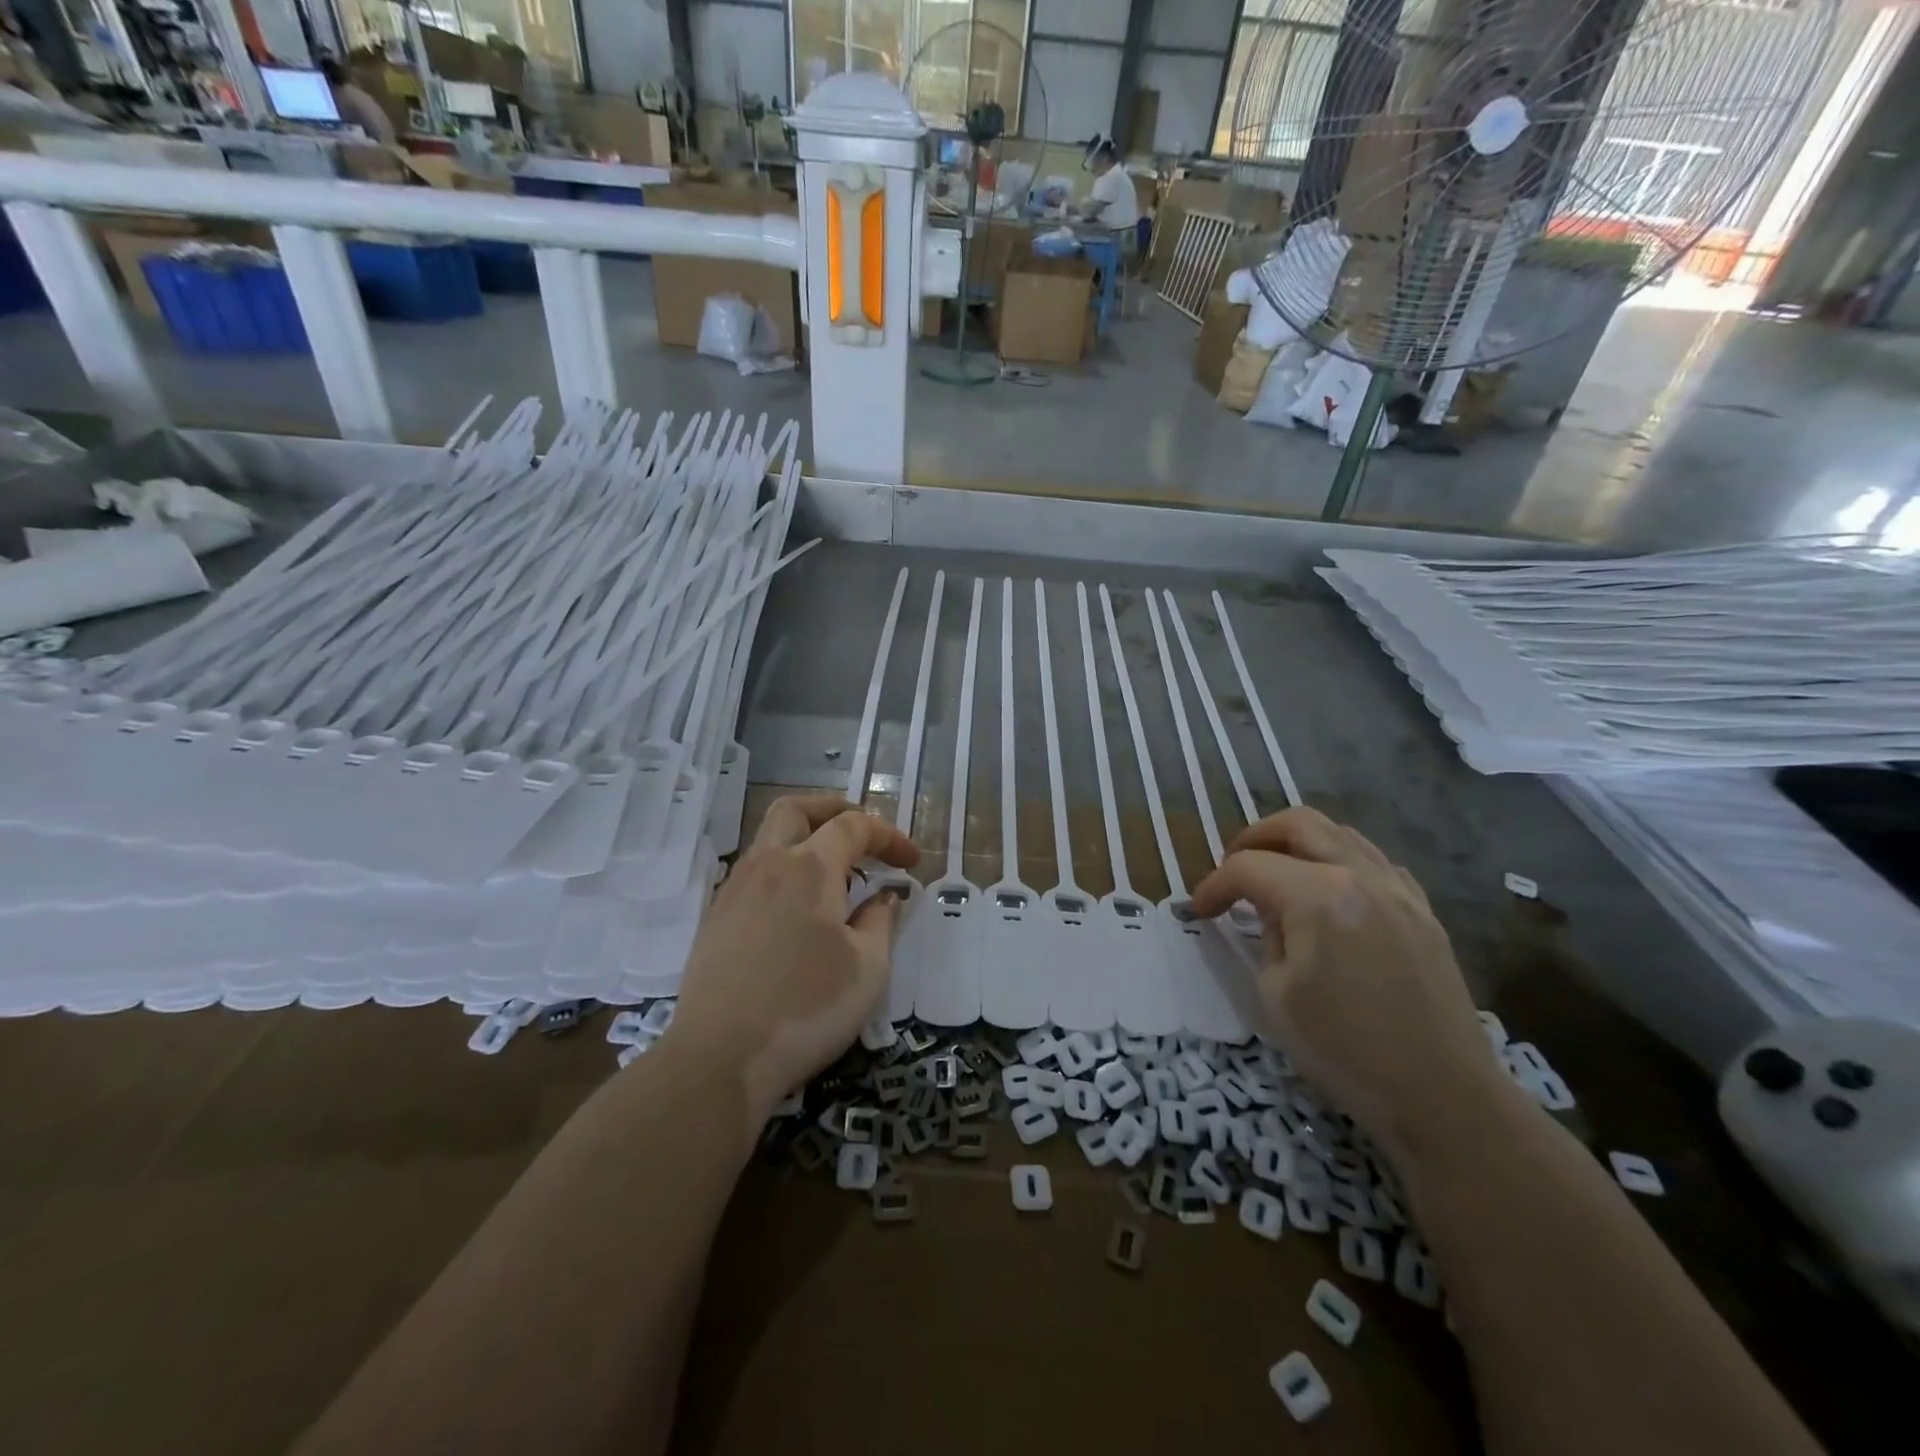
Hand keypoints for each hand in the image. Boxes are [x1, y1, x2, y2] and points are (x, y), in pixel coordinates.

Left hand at [668, 794, 919, 1115]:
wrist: (719, 1058)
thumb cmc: (806, 1008)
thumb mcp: (867, 968)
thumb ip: (880, 921)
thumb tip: (884, 897)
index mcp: (809, 867)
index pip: (854, 826)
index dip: (889, 836)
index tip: (912, 860)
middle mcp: (767, 864)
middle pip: (796, 809)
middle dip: (834, 810)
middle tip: (863, 833)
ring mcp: (734, 889)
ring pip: (769, 838)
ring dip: (805, 839)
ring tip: (835, 874)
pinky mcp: (716, 918)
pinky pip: (754, 871)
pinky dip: (783, 869)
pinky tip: (798, 909)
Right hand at [1189, 808, 1508, 1164]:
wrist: (1443, 1097)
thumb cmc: (1345, 1051)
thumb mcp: (1276, 994)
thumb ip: (1267, 935)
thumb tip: (1270, 912)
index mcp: (1318, 896)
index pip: (1249, 867)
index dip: (1215, 885)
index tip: (1199, 909)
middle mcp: (1360, 876)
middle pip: (1298, 824)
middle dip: (1254, 838)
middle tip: (1234, 869)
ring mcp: (1399, 890)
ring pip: (1340, 834)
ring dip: (1299, 843)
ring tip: (1278, 875)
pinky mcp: (1423, 911)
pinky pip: (1374, 862)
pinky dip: (1340, 861)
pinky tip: (1330, 893)